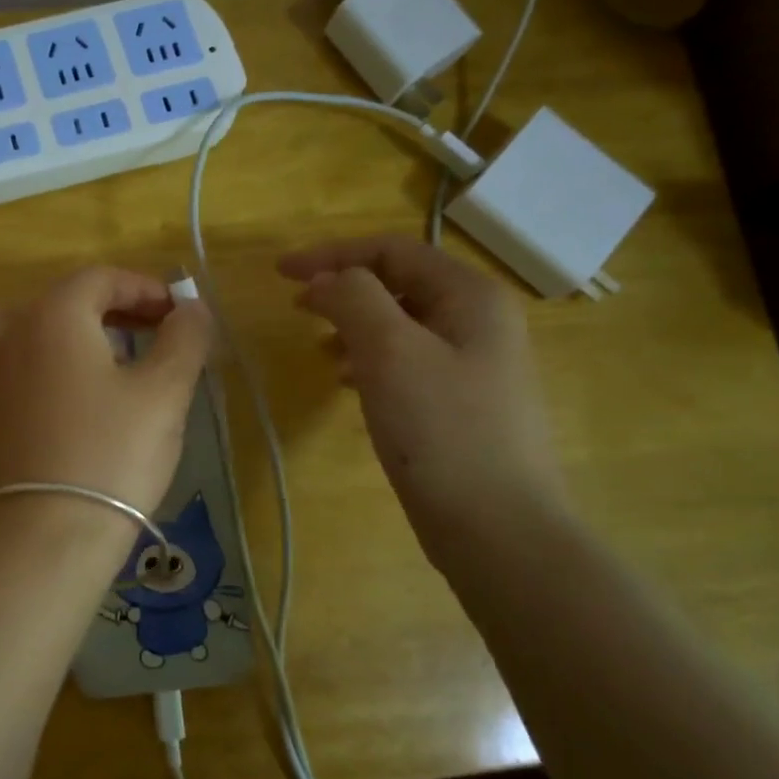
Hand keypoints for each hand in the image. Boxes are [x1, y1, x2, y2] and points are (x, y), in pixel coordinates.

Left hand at [0, 267, 212, 524]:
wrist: (45, 536)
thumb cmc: (111, 454)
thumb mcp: (164, 392)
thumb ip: (185, 339)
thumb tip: (192, 309)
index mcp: (51, 316)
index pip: (100, 278)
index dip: (145, 288)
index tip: (178, 314)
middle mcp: (10, 334)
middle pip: (63, 301)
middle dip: (113, 309)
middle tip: (152, 334)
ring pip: (33, 332)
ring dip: (76, 335)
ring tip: (112, 363)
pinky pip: (19, 368)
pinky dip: (50, 366)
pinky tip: (77, 403)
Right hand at [279, 236, 567, 561]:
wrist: (497, 528)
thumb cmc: (442, 429)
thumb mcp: (390, 351)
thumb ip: (353, 299)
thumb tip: (326, 280)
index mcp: (470, 295)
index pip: (392, 250)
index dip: (332, 254)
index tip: (281, 273)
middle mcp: (478, 320)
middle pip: (399, 283)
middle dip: (343, 288)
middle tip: (297, 306)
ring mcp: (474, 363)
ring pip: (400, 324)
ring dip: (354, 325)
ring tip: (319, 348)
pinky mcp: (460, 402)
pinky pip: (407, 361)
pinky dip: (370, 360)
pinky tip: (348, 383)